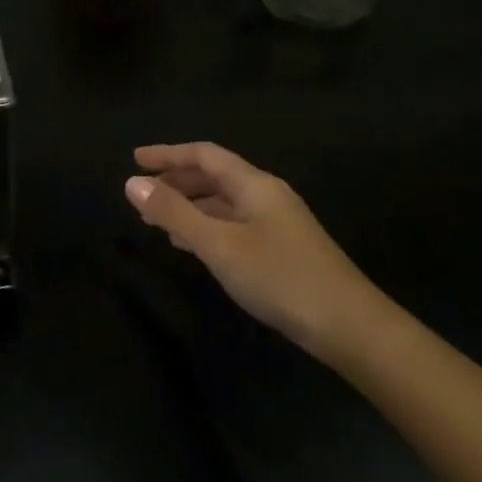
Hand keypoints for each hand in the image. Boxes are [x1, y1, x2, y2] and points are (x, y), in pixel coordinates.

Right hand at [126, 142, 385, 355]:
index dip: (168, 154)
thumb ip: (174, 212)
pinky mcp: (281, 249)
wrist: (350, 327)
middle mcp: (267, 196)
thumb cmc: (280, 278)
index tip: (135, 159)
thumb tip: (132, 183)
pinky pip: (233, 224)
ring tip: (156, 220)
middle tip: (141, 193)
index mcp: (255, 185)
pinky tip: (191, 245)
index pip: (204, 155)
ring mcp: (277, 223)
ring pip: (223, 202)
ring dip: (188, 205)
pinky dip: (205, 226)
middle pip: (215, 176)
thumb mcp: (219, 244)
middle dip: (176, 180)